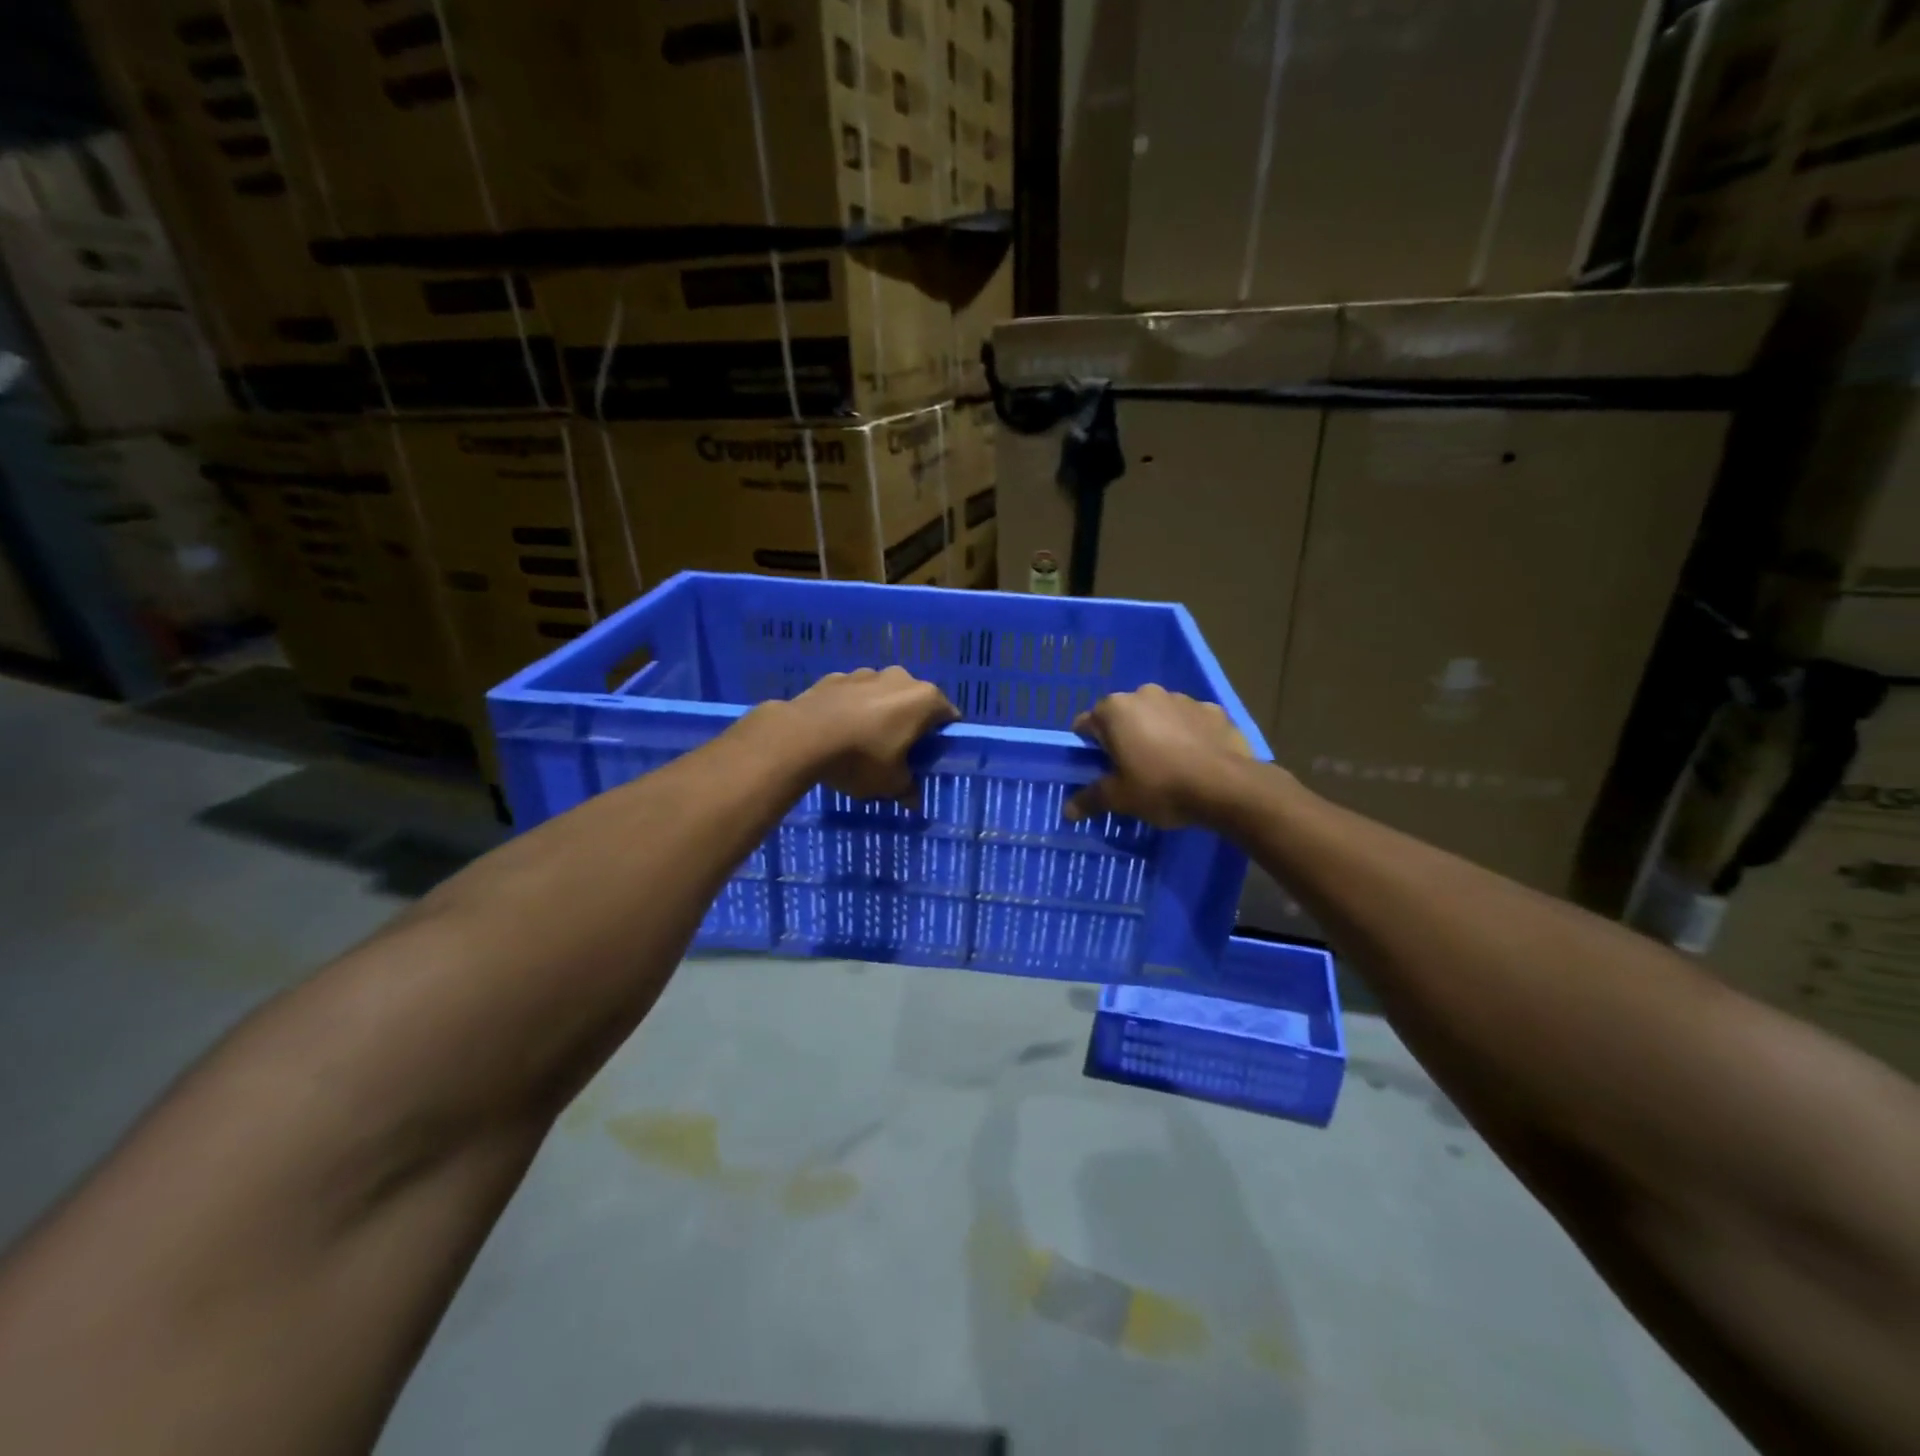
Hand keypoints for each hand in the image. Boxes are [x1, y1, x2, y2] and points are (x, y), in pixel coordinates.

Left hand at [777, 667, 959, 801]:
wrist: (802, 736)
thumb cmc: (861, 758)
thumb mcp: (890, 783)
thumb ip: (907, 788)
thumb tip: (914, 801)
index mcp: (924, 699)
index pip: (948, 717)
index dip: (942, 739)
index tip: (929, 757)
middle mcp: (899, 678)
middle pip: (915, 702)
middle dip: (909, 724)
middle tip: (898, 753)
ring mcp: (865, 673)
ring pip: (882, 695)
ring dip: (879, 714)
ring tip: (863, 743)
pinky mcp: (835, 677)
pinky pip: (852, 695)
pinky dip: (851, 709)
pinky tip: (837, 731)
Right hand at [1066, 685, 1255, 828]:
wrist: (1226, 786)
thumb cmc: (1161, 787)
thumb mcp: (1120, 799)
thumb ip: (1091, 799)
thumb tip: (1068, 810)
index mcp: (1115, 710)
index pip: (1087, 724)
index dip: (1089, 748)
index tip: (1099, 769)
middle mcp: (1145, 694)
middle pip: (1123, 716)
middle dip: (1124, 737)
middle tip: (1132, 770)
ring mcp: (1182, 698)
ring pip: (1158, 715)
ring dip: (1156, 733)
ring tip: (1167, 765)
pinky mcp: (1212, 709)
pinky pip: (1190, 721)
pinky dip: (1188, 734)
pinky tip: (1195, 760)